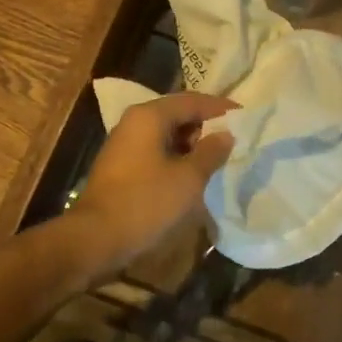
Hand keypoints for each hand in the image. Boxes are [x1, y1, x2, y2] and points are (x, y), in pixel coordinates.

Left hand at [68, 93, 236, 283]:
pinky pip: (156, 151)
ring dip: (192, 143)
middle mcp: (134, 122)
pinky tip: (192, 174)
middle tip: (234, 139)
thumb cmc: (145, 202)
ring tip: (218, 158)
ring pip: (166, 134)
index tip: (246, 117)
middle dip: (207, 125)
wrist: (95, 240)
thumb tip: (226, 134)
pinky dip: (177, 157)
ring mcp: (124, 144)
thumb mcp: (188, 178)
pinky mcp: (121, 167)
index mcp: (150, 116)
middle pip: (178, 114)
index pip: (193, 101)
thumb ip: (211, 152)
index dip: (221, 109)